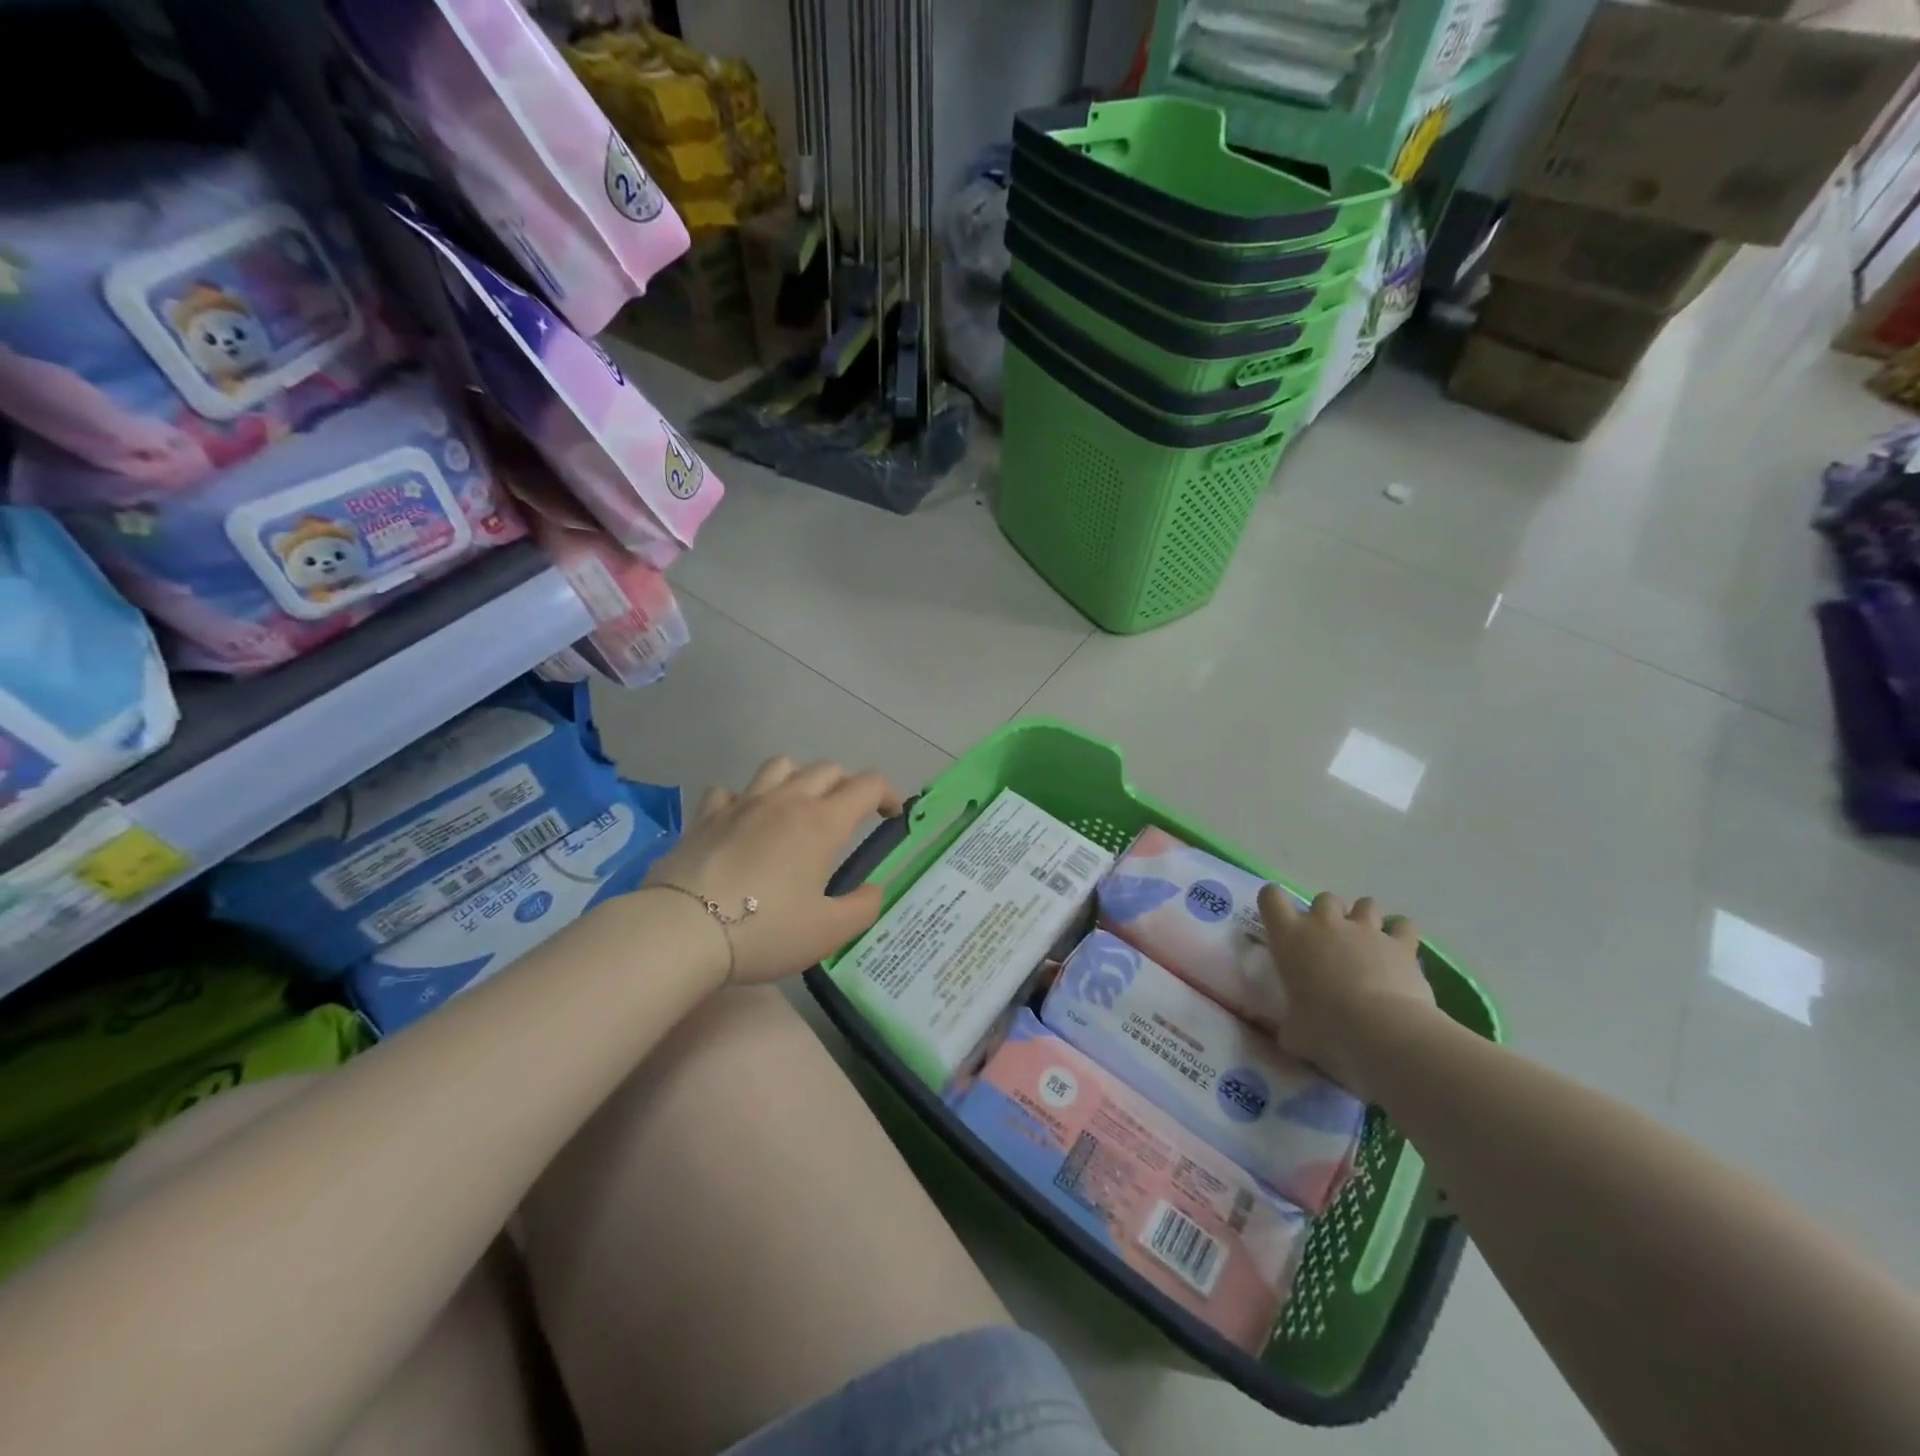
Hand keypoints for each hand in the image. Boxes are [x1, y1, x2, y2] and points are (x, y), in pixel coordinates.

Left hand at [644, 756, 904, 984]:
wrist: (683, 930)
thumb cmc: (765, 930)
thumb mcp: (828, 931)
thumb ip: (863, 907)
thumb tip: (876, 889)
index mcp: (822, 822)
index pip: (868, 785)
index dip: (888, 794)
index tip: (892, 816)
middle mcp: (787, 800)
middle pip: (827, 768)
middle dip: (847, 785)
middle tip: (848, 816)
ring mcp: (743, 802)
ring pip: (780, 765)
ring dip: (798, 778)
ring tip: (797, 808)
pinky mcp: (707, 815)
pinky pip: (731, 790)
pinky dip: (744, 799)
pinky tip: (743, 821)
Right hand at [1257, 888, 1437, 1100]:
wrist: (1380, 1032)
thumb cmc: (1325, 1030)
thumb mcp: (1294, 1032)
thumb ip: (1290, 1026)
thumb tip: (1290, 1035)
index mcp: (1289, 937)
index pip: (1271, 897)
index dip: (1274, 903)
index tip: (1280, 920)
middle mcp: (1325, 924)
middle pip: (1324, 899)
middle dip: (1328, 916)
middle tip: (1331, 944)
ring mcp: (1365, 930)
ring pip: (1364, 904)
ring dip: (1364, 919)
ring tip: (1367, 944)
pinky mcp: (1400, 944)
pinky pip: (1403, 926)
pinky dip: (1400, 934)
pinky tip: (1399, 951)